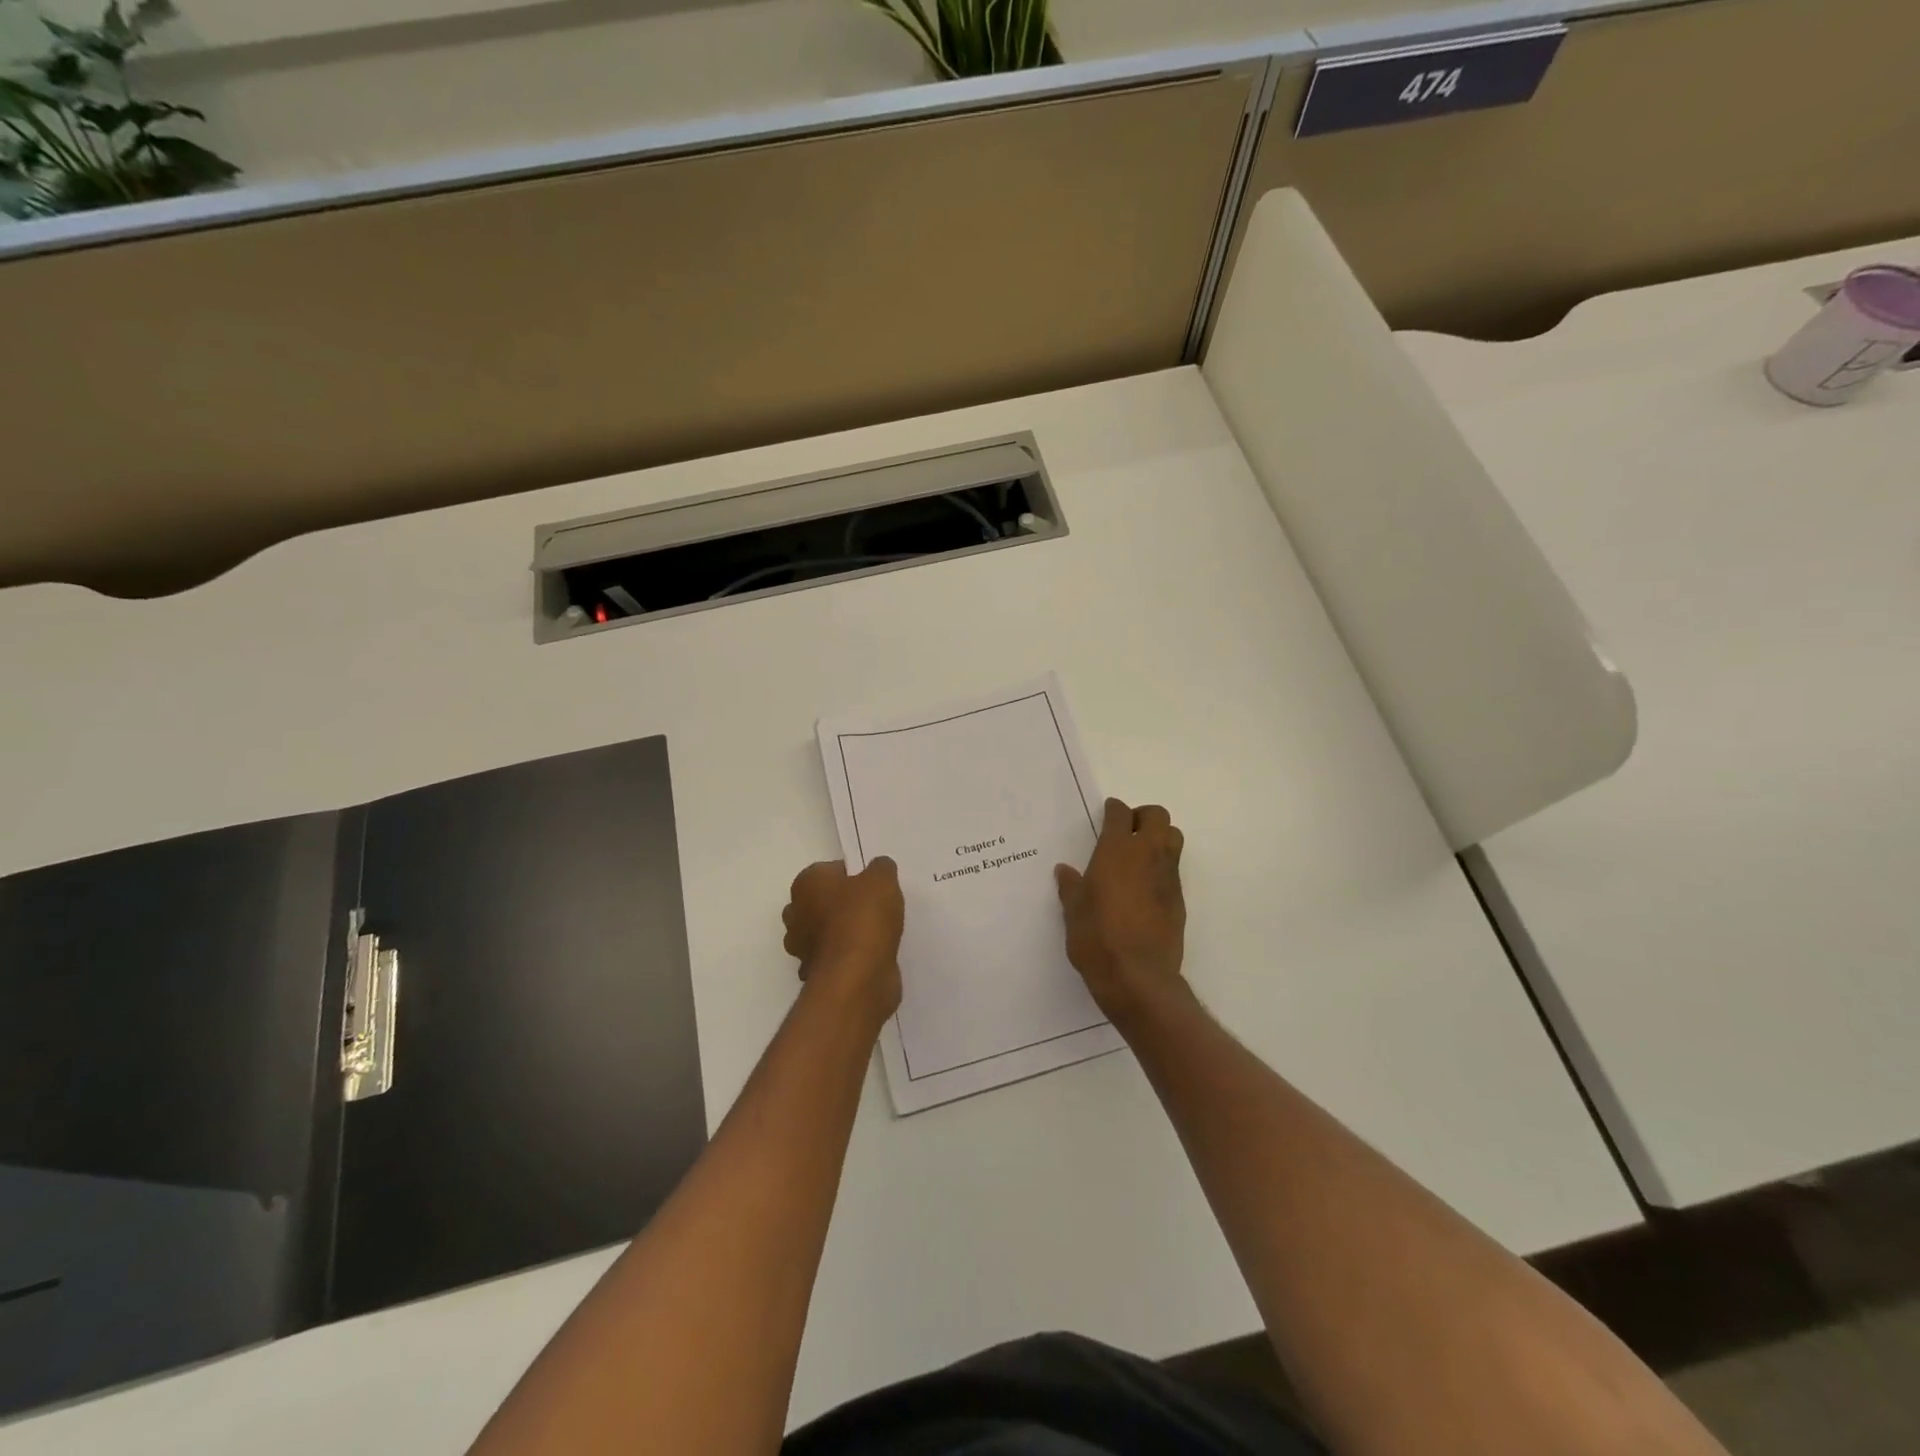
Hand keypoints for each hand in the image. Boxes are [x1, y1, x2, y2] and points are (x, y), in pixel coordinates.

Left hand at [783, 858, 904, 1025]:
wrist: (857, 977)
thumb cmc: (863, 918)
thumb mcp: (882, 879)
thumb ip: (880, 868)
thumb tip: (878, 868)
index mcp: (806, 885)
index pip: (828, 870)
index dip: (852, 875)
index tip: (873, 886)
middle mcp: (796, 914)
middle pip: (821, 902)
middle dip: (842, 904)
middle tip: (873, 908)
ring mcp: (803, 948)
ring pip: (824, 932)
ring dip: (843, 933)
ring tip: (876, 933)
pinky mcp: (816, 975)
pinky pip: (834, 959)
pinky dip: (848, 958)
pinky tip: (871, 956)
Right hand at [1055, 799, 1186, 1017]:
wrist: (1137, 976)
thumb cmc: (1097, 937)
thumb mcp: (1074, 911)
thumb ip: (1071, 886)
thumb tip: (1065, 871)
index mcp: (1116, 851)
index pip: (1121, 814)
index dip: (1114, 810)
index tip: (1108, 813)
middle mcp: (1147, 855)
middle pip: (1157, 816)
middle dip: (1143, 817)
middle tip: (1126, 831)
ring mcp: (1167, 877)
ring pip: (1173, 839)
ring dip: (1159, 838)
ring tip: (1138, 856)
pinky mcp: (1179, 899)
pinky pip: (1173, 870)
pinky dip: (1162, 868)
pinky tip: (1144, 889)